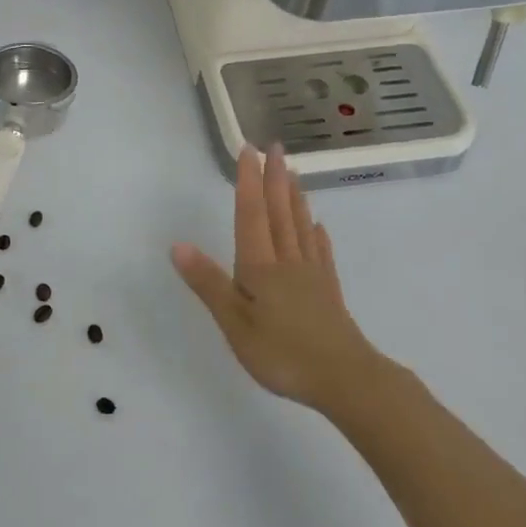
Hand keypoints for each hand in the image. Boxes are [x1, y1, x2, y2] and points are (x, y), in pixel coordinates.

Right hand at [170, 144, 382, 410]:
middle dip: (274, 177)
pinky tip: (317, 226)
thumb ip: (208, 284)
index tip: (249, 149)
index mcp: (260, 265)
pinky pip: (320, 252)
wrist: (346, 379)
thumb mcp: (235, 324)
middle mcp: (287, 260)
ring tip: (293, 172)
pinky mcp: (328, 291)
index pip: (252, 213)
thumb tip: (178, 245)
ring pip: (300, 225)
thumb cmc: (283, 353)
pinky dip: (316, 234)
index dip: (249, 181)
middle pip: (279, 211)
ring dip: (294, 196)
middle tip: (275, 146)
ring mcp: (311, 274)